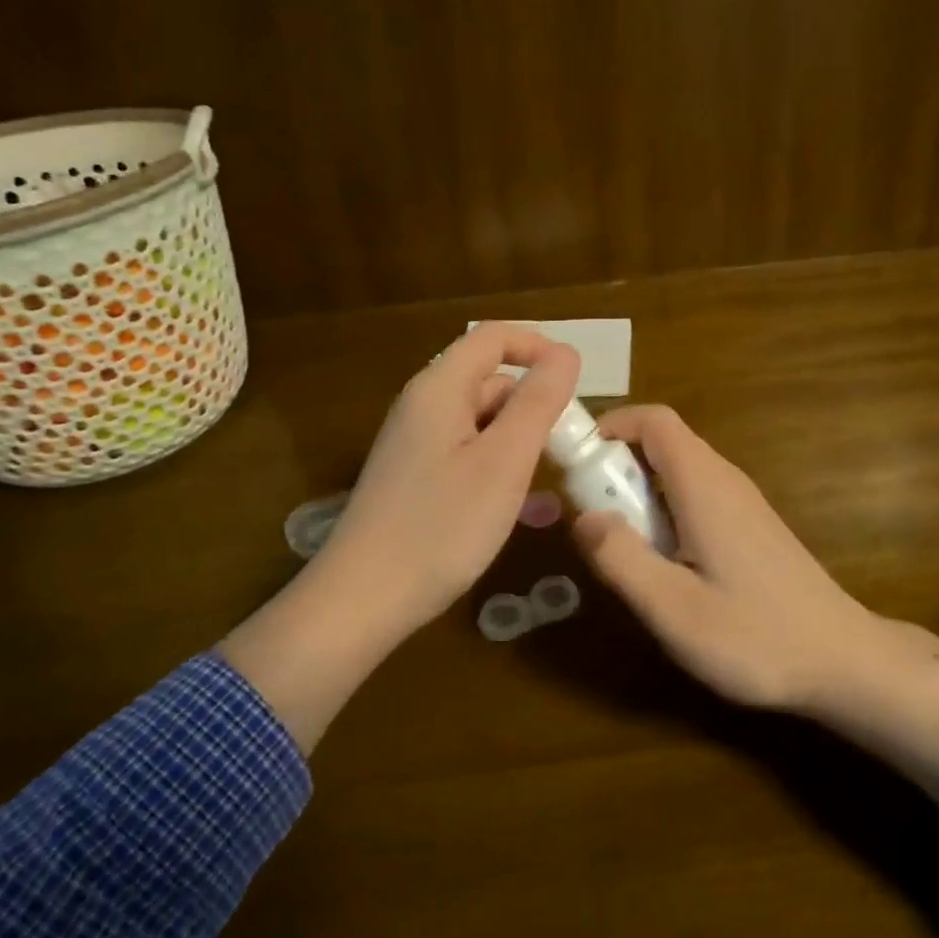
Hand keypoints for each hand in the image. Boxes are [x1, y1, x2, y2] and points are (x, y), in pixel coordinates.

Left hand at [220, 323, 577, 752]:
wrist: (363, 600)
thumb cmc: (441, 526)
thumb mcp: (504, 462)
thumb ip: (538, 402)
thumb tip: (566, 353)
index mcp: (440, 389)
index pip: (492, 337)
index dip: (537, 346)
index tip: (576, 380)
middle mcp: (423, 407)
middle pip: (489, 381)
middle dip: (534, 404)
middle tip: (571, 447)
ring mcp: (415, 445)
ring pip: (482, 423)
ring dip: (521, 442)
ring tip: (553, 482)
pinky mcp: (414, 479)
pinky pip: (467, 456)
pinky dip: (499, 470)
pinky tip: (525, 510)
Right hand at [572, 404, 938, 797]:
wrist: (844, 661)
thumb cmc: (757, 636)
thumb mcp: (673, 608)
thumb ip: (621, 558)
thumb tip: (582, 516)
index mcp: (704, 485)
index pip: (654, 420)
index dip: (611, 427)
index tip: (576, 463)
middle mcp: (725, 480)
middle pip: (662, 443)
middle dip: (616, 467)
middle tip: (592, 518)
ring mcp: (742, 502)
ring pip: (677, 472)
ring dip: (639, 493)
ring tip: (624, 547)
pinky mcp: (750, 525)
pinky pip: (695, 496)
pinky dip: (664, 511)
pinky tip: (666, 565)